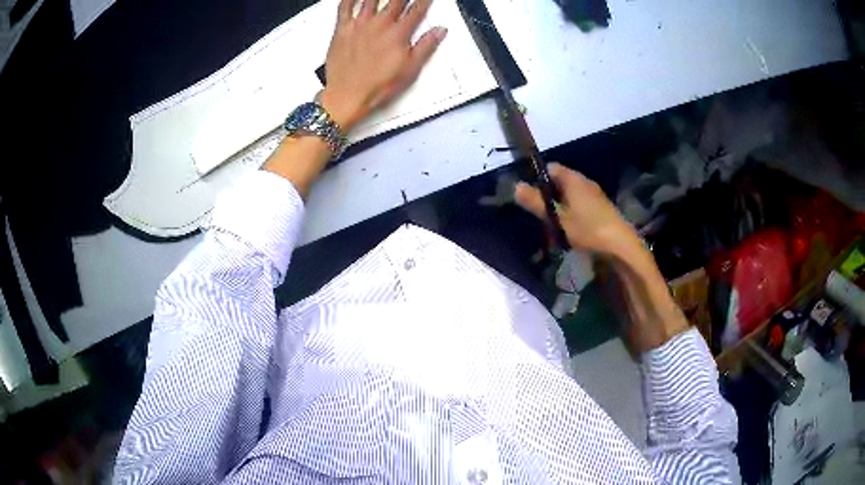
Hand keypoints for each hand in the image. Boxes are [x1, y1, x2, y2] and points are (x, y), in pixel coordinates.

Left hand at [320, 0, 447, 130]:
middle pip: (396, 0)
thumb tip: (440, 31)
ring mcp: (360, 25)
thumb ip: (426, 46)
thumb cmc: (377, 86)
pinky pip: (344, 7)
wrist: (348, 95)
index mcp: (398, 34)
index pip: (417, 9)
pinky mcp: (342, 29)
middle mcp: (380, 24)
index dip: (423, 1)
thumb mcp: (410, 69)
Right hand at [514, 163, 641, 258]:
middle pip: (561, 182)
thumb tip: (515, 186)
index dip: (538, 178)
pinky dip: (572, 214)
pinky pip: (581, 206)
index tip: (530, 196)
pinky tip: (570, 231)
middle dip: (548, 196)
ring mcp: (596, 196)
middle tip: (539, 215)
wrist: (621, 248)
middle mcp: (585, 182)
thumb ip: (536, 202)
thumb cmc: (588, 230)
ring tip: (553, 226)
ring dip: (560, 207)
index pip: (551, 168)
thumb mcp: (558, 218)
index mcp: (574, 179)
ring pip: (571, 195)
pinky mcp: (602, 210)